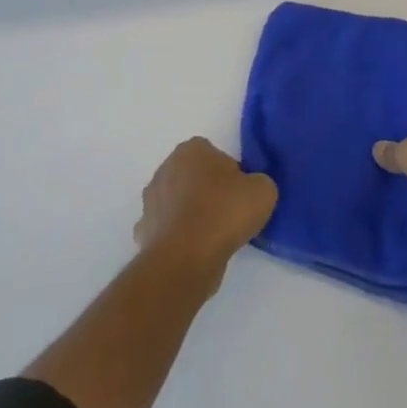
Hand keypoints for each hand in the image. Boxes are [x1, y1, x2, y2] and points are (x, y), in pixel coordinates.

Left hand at [134, 138, 277, 284]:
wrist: (186, 257)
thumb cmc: (224, 214)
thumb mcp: (263, 191)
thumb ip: (258, 182)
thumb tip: (247, 190)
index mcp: (192, 149)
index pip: (216, 156)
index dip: (231, 176)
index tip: (240, 196)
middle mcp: (166, 167)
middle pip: (194, 176)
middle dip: (208, 192)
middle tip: (228, 215)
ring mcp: (151, 198)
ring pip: (178, 202)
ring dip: (191, 214)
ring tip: (212, 237)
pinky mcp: (144, 228)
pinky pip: (167, 227)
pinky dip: (177, 236)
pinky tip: (193, 250)